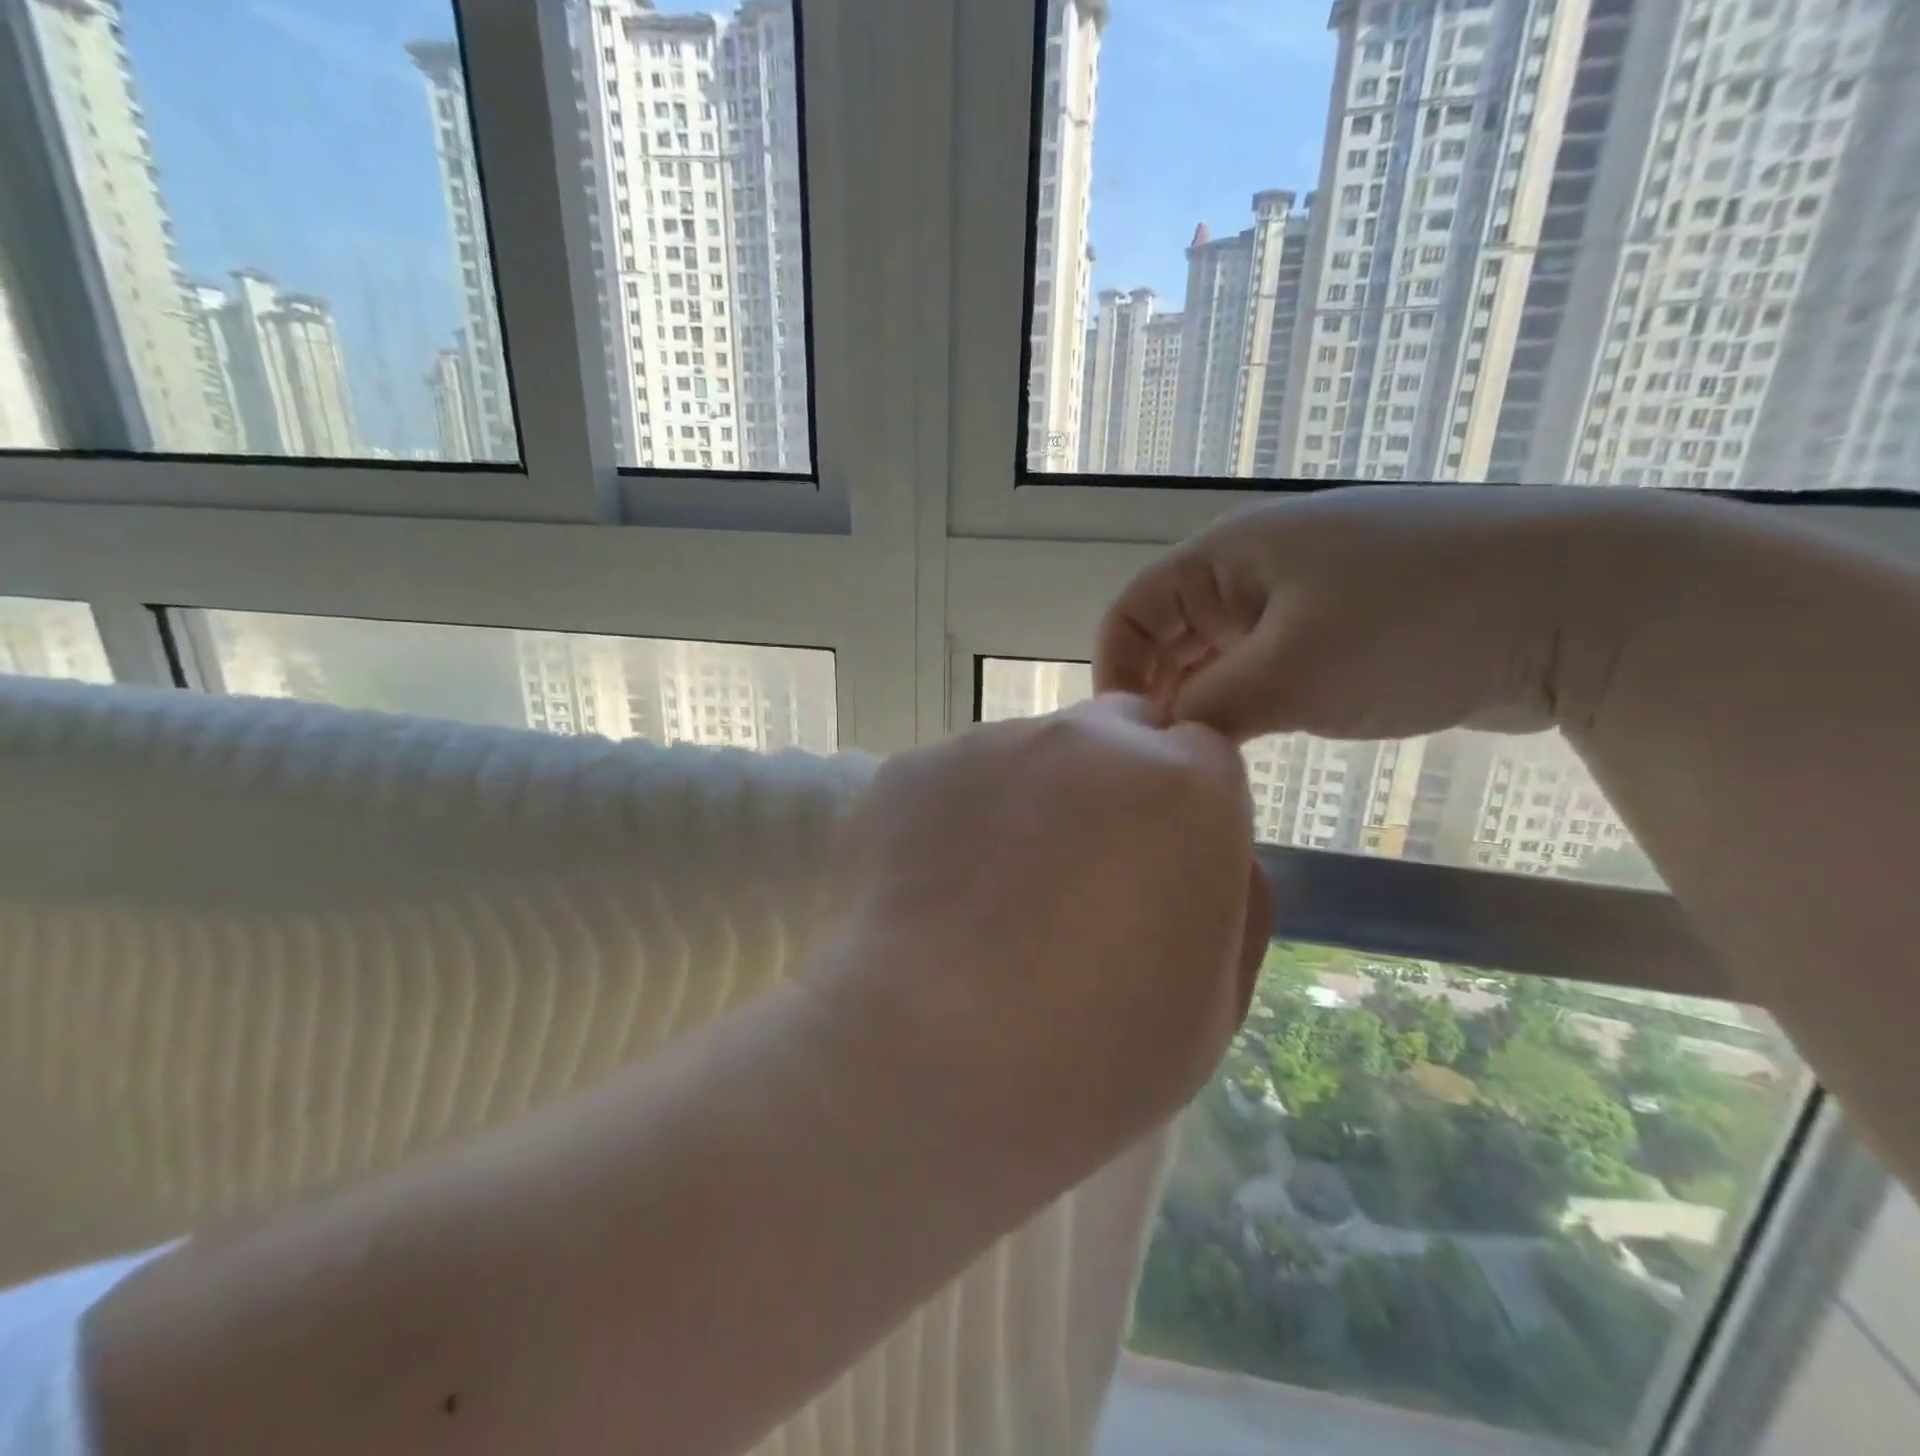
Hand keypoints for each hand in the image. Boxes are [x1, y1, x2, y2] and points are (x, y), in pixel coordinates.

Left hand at [817, 695, 1270, 1178]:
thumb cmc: (1093, 1054)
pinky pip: (954, 781)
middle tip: (1079, 870)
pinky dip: (957, 819)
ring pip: (1028, 754)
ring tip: (990, 893)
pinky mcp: (913, 769)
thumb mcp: (1214, 1002)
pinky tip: (933, 893)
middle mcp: (1086, 739)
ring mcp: (989, 745)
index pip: (1200, 754)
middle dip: (1115, 782)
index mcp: (1183, 784)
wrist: (929, 1060)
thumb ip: (1234, 902)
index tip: (1159, 863)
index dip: (1183, 808)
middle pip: (1116, 733)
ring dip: (1030, 799)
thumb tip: (1217, 853)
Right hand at [1094, 485, 1670, 742]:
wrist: (1581, 601)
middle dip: (1157, 694)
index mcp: (1229, 555)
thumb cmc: (1412, 625)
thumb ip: (1208, 710)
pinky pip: (1269, 665)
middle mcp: (1255, 568)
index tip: (1124, 740)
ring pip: (1220, 654)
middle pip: (1172, 633)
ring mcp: (1303, 595)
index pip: (1134, 610)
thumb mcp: (1290, 674)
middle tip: (1162, 762)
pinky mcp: (1344, 627)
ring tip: (1201, 761)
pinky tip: (1252, 743)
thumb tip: (1163, 743)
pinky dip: (1249, 702)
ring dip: (1204, 704)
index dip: (1115, 671)